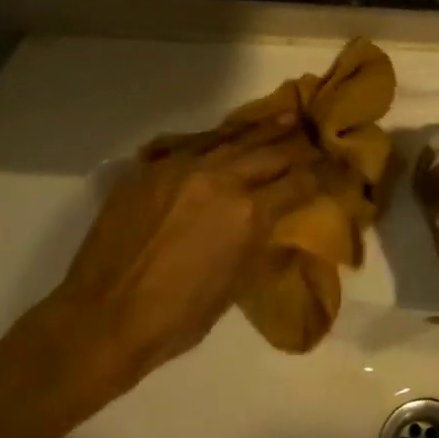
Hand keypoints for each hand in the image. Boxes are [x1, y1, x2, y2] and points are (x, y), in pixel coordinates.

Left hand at [41, 114, 319, 400]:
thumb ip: (257, 240)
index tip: (334, 168)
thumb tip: (272, 219)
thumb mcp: (235, 283)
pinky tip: (230, 137)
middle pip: (271, 151)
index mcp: (249, 213)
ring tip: (287, 119)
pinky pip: (194, 144)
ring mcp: (181, 167)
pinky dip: (219, 140)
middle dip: (298, 145)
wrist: (104, 317)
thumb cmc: (178, 317)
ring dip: (263, 130)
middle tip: (316, 138)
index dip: (321, 175)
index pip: (298, 183)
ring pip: (233, 139)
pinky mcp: (151, 168)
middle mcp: (220, 178)